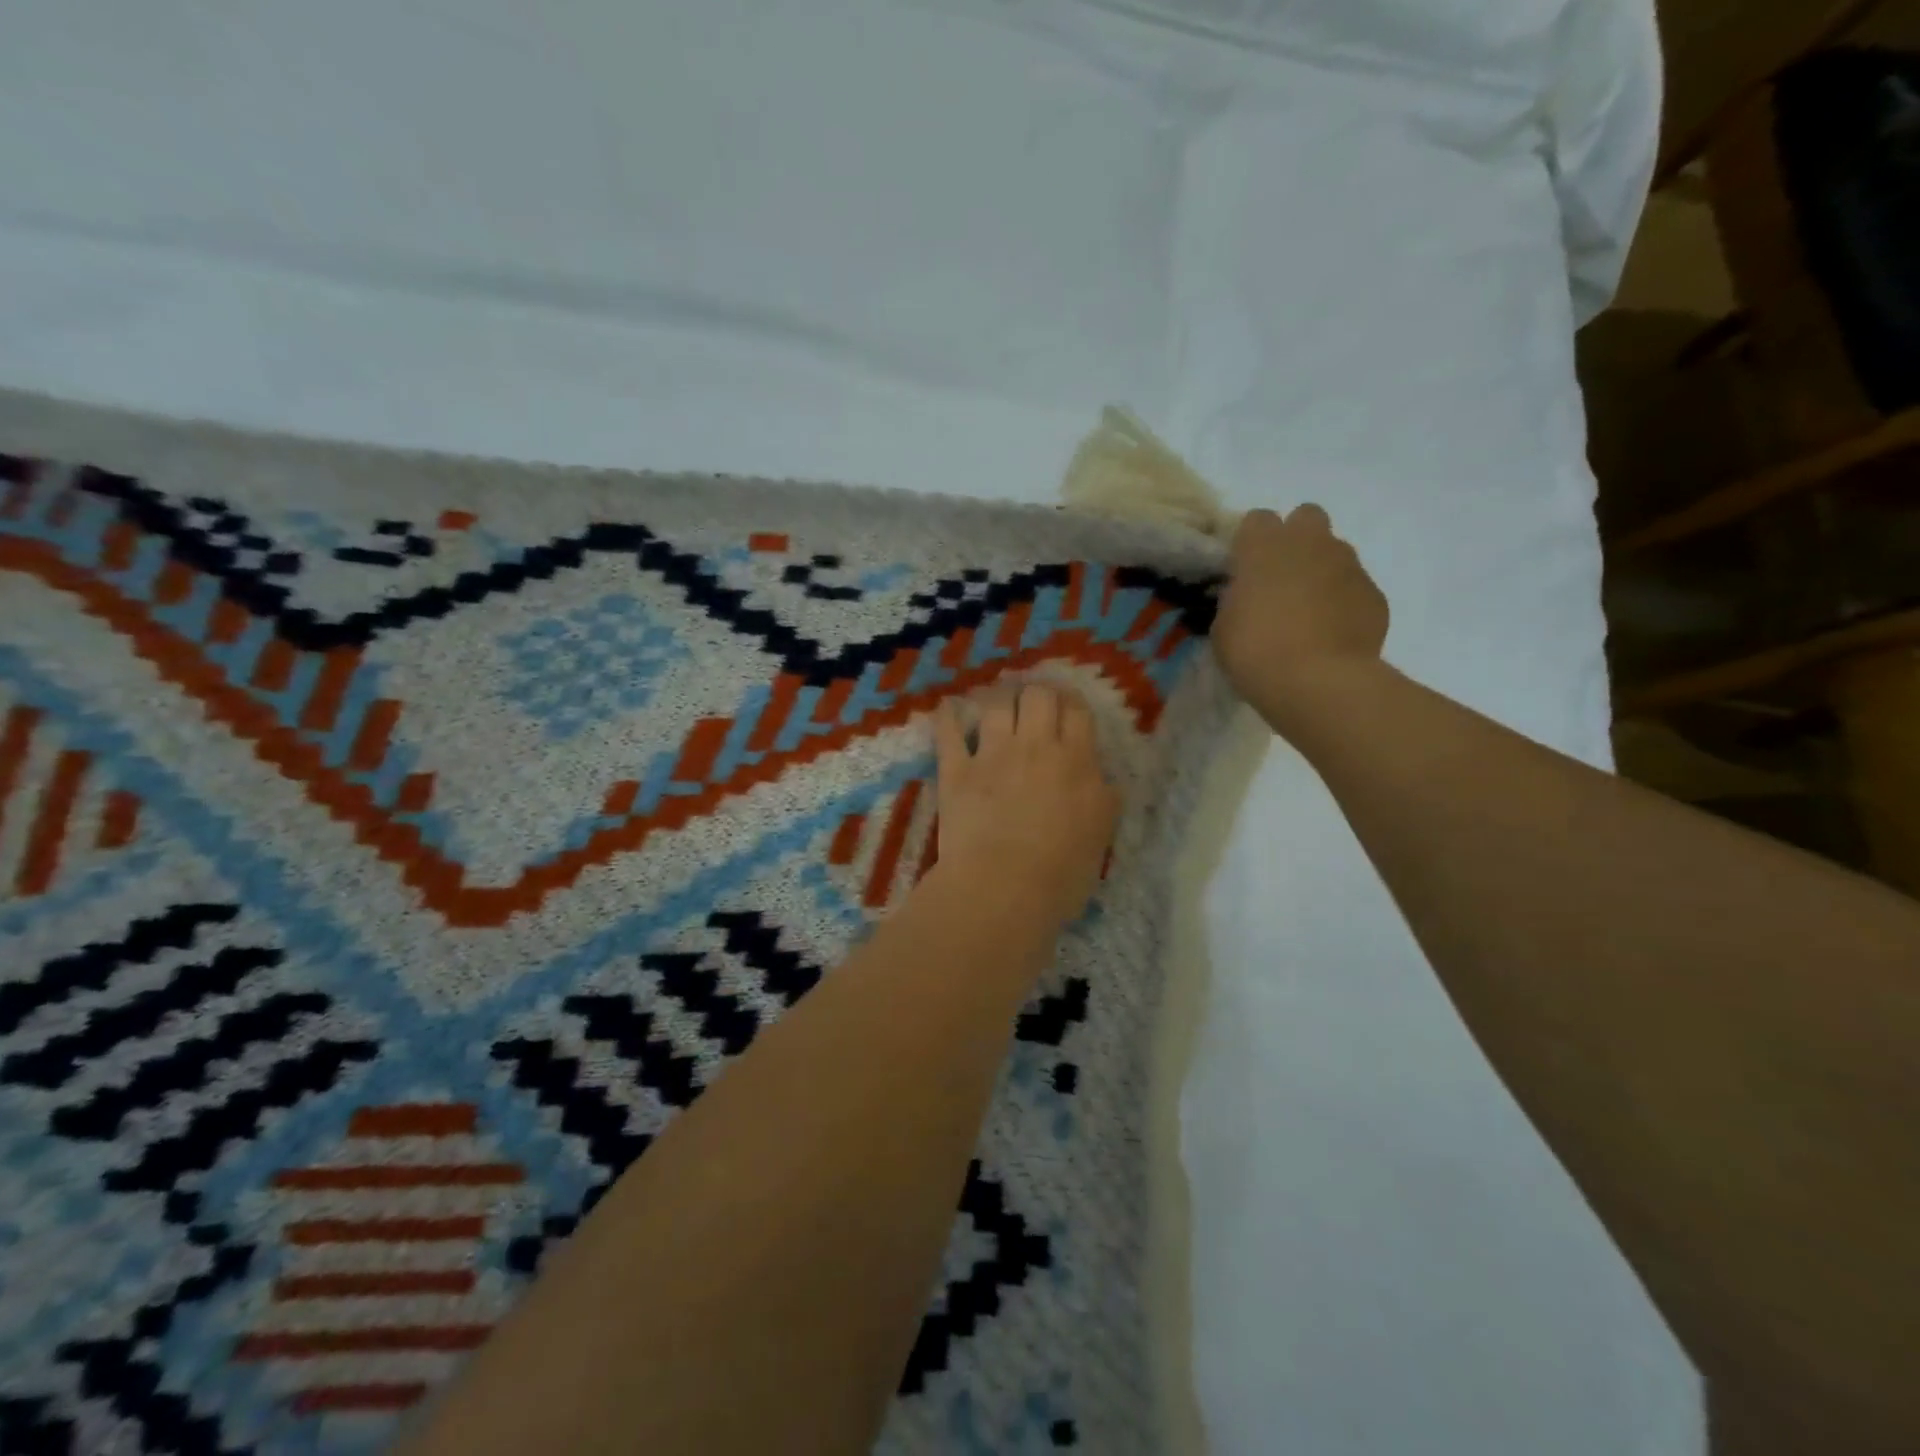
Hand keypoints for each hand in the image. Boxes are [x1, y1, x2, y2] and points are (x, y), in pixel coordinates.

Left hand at [928, 681, 1119, 932]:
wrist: (1005, 889)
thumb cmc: (1062, 873)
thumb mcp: (1101, 835)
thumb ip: (1103, 799)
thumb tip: (1101, 781)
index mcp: (1076, 762)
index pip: (1077, 711)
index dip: (1072, 702)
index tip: (1067, 706)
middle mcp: (1035, 747)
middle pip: (1039, 694)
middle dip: (1038, 692)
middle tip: (1034, 702)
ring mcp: (992, 755)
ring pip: (996, 702)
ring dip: (998, 695)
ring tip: (997, 699)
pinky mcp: (956, 770)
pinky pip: (948, 731)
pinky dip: (948, 715)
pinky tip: (948, 707)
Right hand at [1212, 505, 1389, 735]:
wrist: (1318, 681)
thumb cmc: (1255, 651)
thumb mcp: (1223, 626)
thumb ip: (1236, 599)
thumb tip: (1248, 594)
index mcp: (1264, 546)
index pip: (1256, 520)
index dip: (1250, 543)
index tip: (1244, 569)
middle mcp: (1309, 543)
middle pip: (1306, 517)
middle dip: (1296, 540)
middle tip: (1282, 577)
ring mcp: (1348, 565)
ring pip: (1335, 551)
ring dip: (1322, 570)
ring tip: (1310, 611)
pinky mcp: (1374, 593)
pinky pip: (1355, 587)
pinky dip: (1344, 603)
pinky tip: (1333, 633)